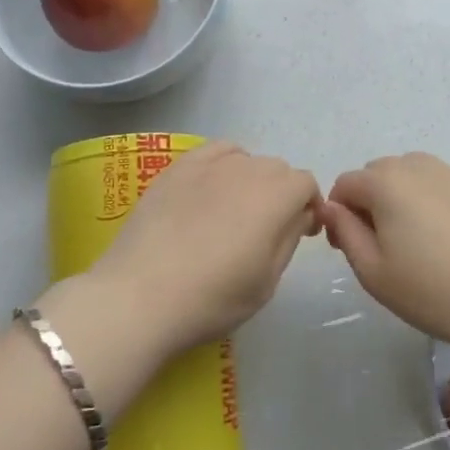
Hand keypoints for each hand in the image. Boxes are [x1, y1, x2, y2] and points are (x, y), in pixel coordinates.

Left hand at [88, 142, 321, 354]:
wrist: (140, 296)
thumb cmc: (212, 298)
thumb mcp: (267, 282)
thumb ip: (289, 239)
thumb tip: (300, 215)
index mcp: (276, 197)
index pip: (306, 184)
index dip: (309, 207)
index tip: (300, 233)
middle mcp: (248, 169)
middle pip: (278, 170)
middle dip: (282, 194)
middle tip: (266, 230)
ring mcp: (210, 164)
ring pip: (247, 159)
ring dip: (252, 180)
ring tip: (234, 211)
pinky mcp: (178, 167)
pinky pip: (214, 151)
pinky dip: (224, 163)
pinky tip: (211, 188)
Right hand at [321, 153, 449, 355]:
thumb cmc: (432, 291)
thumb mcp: (373, 272)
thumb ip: (344, 233)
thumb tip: (330, 208)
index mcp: (386, 183)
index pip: (345, 185)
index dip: (338, 214)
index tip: (349, 247)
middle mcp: (417, 165)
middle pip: (378, 173)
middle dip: (370, 201)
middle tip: (382, 245)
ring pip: (412, 173)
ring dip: (403, 195)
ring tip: (417, 236)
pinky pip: (443, 181)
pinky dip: (435, 196)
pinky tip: (449, 232)